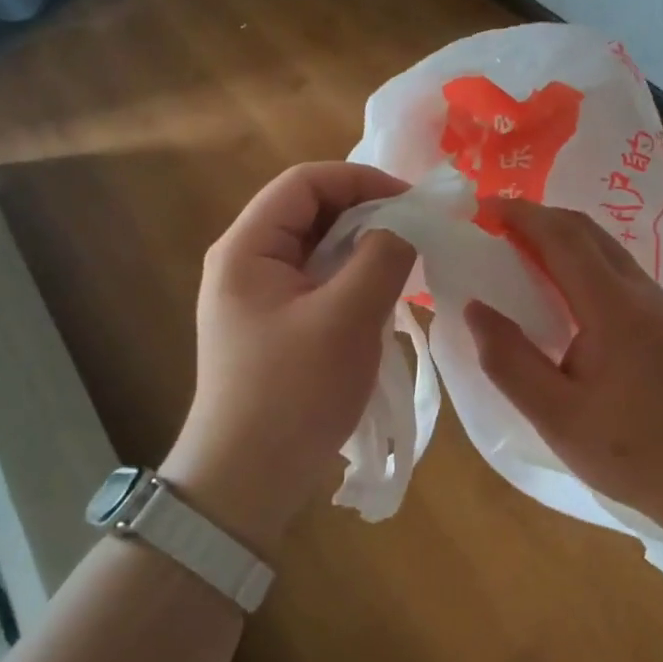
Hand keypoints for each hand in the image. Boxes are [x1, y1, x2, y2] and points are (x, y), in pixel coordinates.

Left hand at [163, 162, 414, 555]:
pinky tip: (383, 295)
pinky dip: (352, 277)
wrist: (246, 482)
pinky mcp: (273, 323)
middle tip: (416, 231)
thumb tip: (406, 225)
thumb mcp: (347, 318)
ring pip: (317, 247)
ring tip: (407, 261)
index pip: (305, 182)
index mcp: (247, 247)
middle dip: (366, 212)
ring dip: (363, 247)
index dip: (361, 180)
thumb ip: (382, 257)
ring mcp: (258, 294)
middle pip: (310, 210)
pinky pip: (318, 280)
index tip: (411, 203)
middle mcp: (246, 260)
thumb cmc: (293, 393)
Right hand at [464, 199, 662, 526]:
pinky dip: (579, 259)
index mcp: (613, 307)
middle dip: (537, 216)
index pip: (562, 237)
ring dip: (560, 236)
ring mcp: (659, 303)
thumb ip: (510, 361)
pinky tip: (562, 290)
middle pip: (585, 230)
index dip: (519, 215)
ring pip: (604, 247)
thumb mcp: (557, 417)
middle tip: (494, 226)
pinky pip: (616, 269)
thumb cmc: (633, 452)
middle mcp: (639, 291)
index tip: (480, 210)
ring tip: (519, 251)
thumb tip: (474, 308)